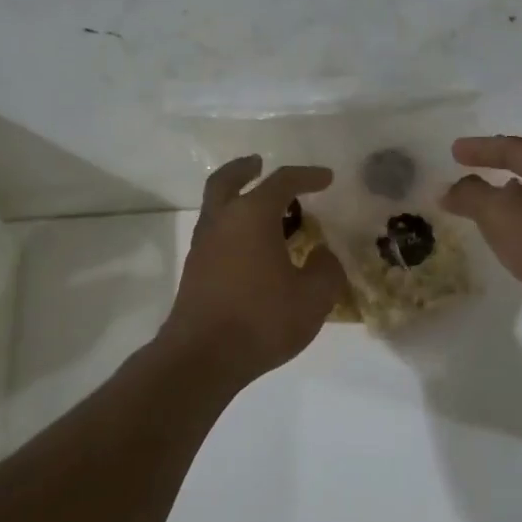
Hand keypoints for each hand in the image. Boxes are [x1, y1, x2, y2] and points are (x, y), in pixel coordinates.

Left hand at [160, 157, 349, 383]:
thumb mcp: (313, 298)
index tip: (327, 178)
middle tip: (259, 164)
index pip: (282, 182)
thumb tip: (323, 255)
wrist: (202, 357)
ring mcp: (203, 246)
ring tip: (265, 213)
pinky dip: (233, 228)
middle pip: (228, 181)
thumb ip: (326, 270)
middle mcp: (222, 222)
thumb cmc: (262, 320)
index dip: (307, 176)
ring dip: (238, 200)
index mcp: (252, 216)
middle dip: (245, 169)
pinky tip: (253, 250)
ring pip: (217, 208)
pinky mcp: (195, 271)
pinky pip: (216, 234)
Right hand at [441, 135, 521, 358]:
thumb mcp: (501, 212)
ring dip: (503, 202)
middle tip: (464, 173)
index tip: (453, 151)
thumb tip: (447, 189)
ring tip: (477, 206)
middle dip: (495, 171)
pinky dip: (513, 229)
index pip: (513, 148)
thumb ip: (470, 195)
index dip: (481, 148)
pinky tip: (502, 241)